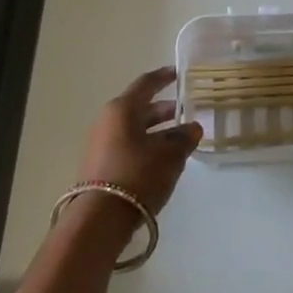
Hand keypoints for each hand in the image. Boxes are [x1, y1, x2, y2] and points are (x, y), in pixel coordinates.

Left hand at [76, 66, 202, 218]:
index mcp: (122, 109)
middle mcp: (108, 121)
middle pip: (140, 108)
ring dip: (157, 131)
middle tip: (186, 111)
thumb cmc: (138, 175)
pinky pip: (128, 146)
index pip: (146, 84)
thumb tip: (193, 127)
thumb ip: (184, 138)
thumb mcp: (169, 155)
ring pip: (134, 129)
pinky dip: (147, 146)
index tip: (178, 73)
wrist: (100, 218)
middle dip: (164, 109)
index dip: (164, 77)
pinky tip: (163, 159)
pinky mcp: (101, 165)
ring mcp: (101, 144)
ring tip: (180, 138)